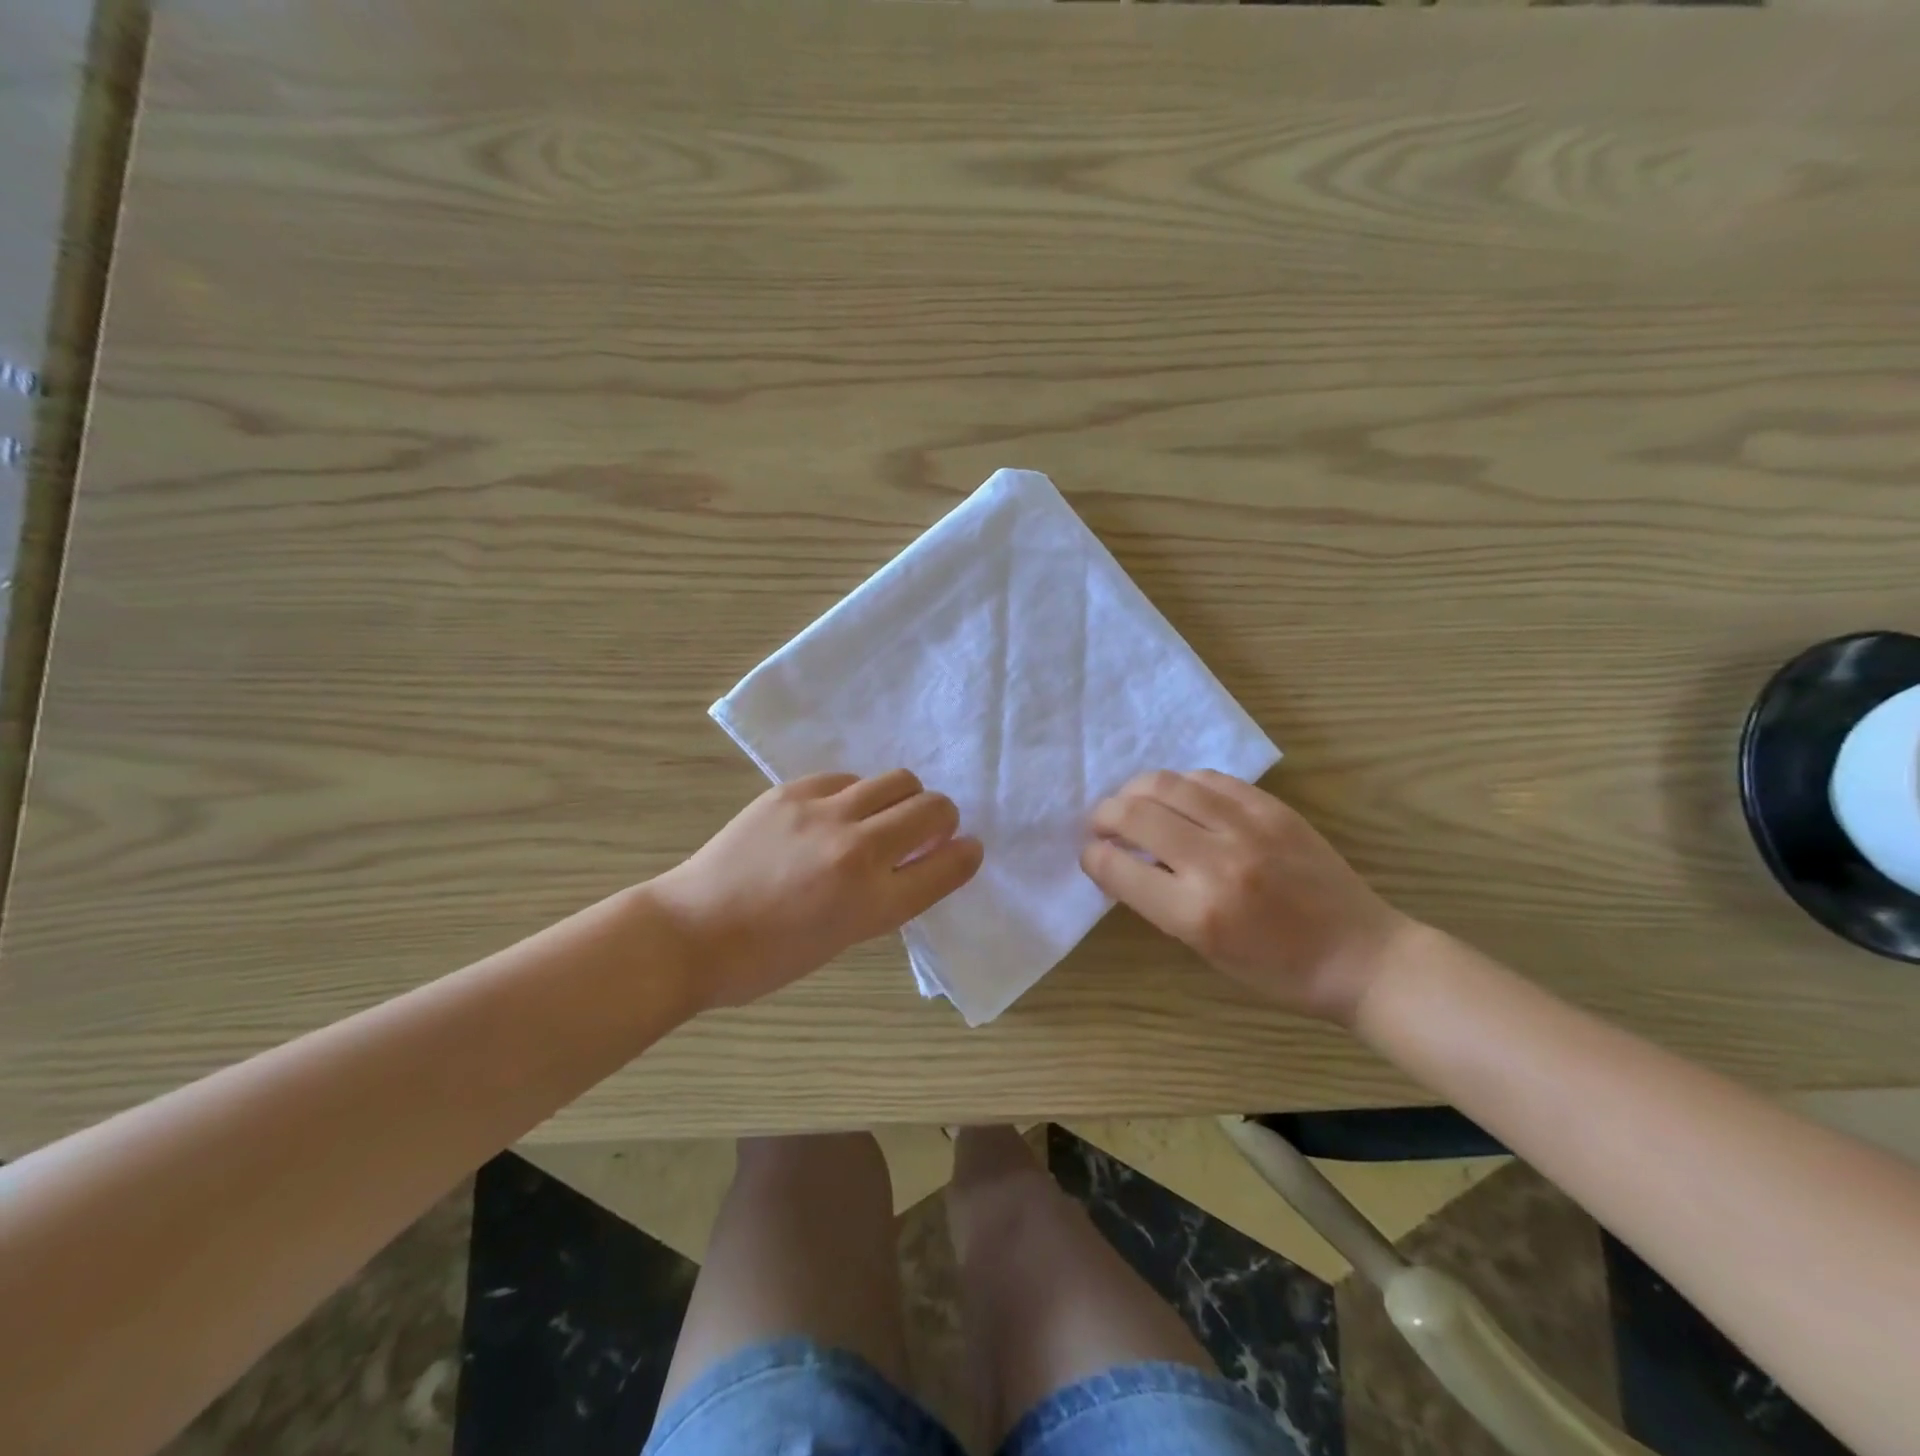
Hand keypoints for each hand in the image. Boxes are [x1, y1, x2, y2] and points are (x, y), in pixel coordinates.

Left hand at [649, 770, 982, 1010]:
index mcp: (872, 904)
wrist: (691, 932)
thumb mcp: (843, 939)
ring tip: (885, 815)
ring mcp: (824, 813)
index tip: (967, 849)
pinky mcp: (793, 791)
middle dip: (943, 819)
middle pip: (933, 810)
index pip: (947, 866)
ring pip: (899, 780)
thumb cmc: (768, 957)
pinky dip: (857, 794)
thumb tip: (916, 861)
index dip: (966, 855)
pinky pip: (849, 777)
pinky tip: (836, 813)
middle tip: (928, 831)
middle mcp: (857, 851)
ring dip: (906, 797)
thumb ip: (887, 897)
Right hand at [1080, 770, 1413, 1026]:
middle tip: (1101, 824)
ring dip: (1135, 791)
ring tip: (1131, 803)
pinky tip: (1178, 797)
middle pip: (1134, 814)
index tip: (1092, 855)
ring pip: (1166, 783)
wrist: (1361, 955)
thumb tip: (1125, 860)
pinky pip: (1209, 779)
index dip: (1092, 857)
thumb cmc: (1279, 971)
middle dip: (1103, 816)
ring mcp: (1247, 827)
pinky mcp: (1272, 808)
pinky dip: (1181, 785)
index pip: (1117, 867)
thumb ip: (1160, 902)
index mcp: (1196, 913)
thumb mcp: (1206, 950)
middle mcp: (1216, 862)